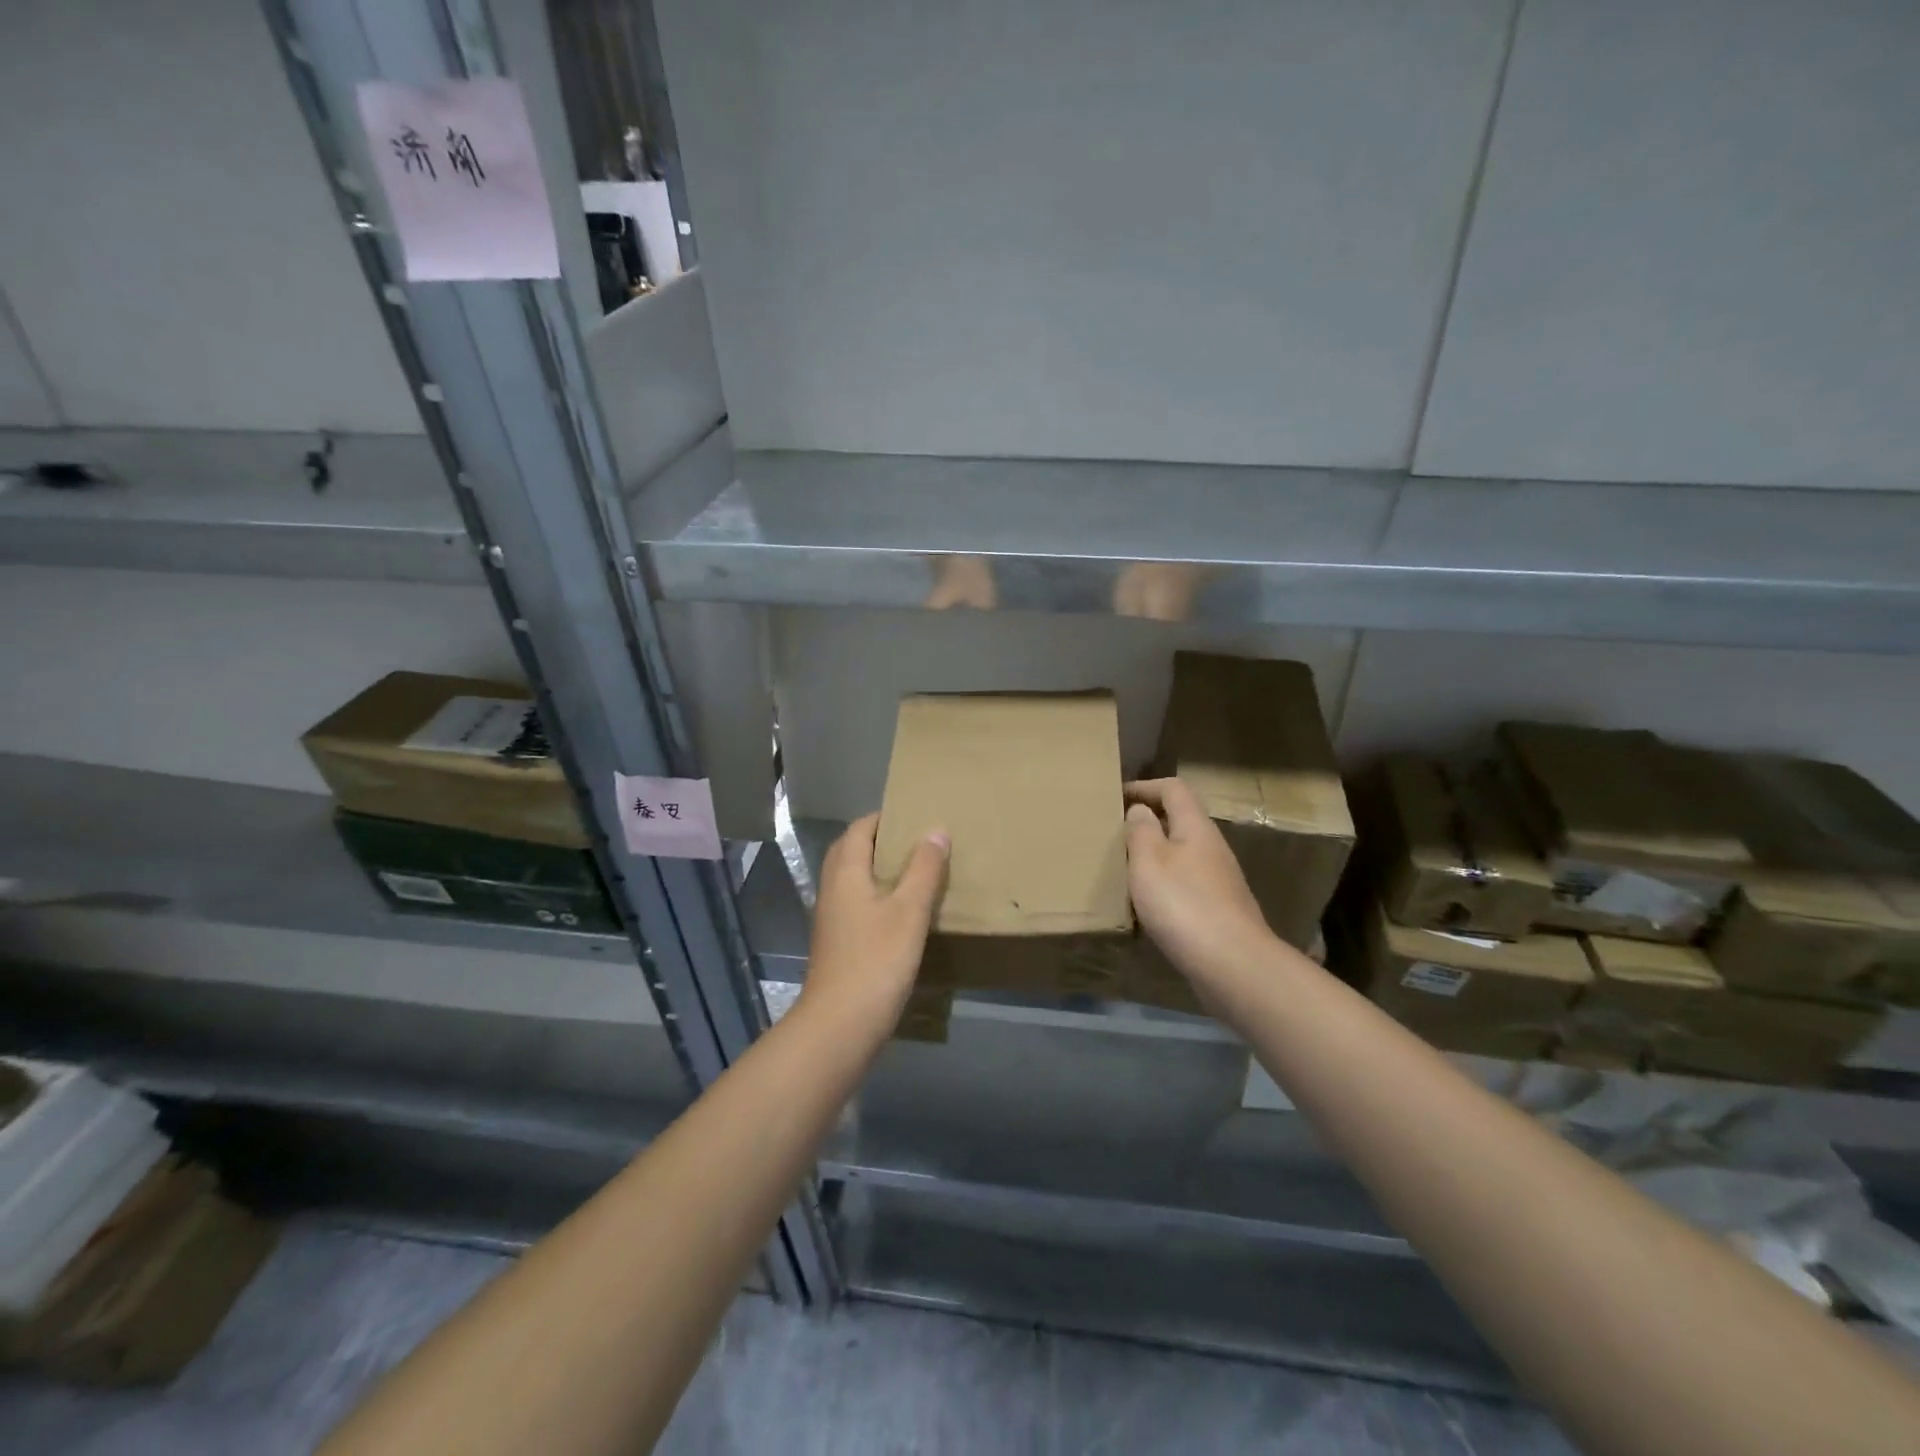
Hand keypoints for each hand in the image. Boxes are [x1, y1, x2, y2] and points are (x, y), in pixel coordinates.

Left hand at [799, 814, 948, 1032]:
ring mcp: (832, 917)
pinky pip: (857, 902)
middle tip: (918, 841)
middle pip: (852, 850)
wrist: (840, 1024)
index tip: (916, 815)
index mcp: (846, 872)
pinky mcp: (838, 942)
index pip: (860, 828)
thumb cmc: (876, 960)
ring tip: (917, 871)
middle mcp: (832, 888)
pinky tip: (903, 911)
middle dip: (882, 840)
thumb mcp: (909, 910)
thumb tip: (936, 829)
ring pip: (854, 878)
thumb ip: (923, 868)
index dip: (885, 817)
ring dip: (880, 868)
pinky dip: (878, 895)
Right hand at [1125, 778, 1274, 982]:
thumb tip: (1140, 809)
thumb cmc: (1183, 904)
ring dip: (1156, 854)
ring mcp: (1220, 880)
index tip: (1116, 797)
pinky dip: (1165, 883)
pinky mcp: (1221, 908)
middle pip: (1181, 820)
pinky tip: (1149, 905)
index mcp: (1196, 827)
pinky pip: (1187, 882)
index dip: (1144, 787)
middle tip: (1116, 834)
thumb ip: (1141, 831)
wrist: (1233, 964)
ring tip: (1126, 868)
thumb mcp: (1149, 861)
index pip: (1174, 789)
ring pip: (1183, 853)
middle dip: (1148, 821)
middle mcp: (1213, 847)